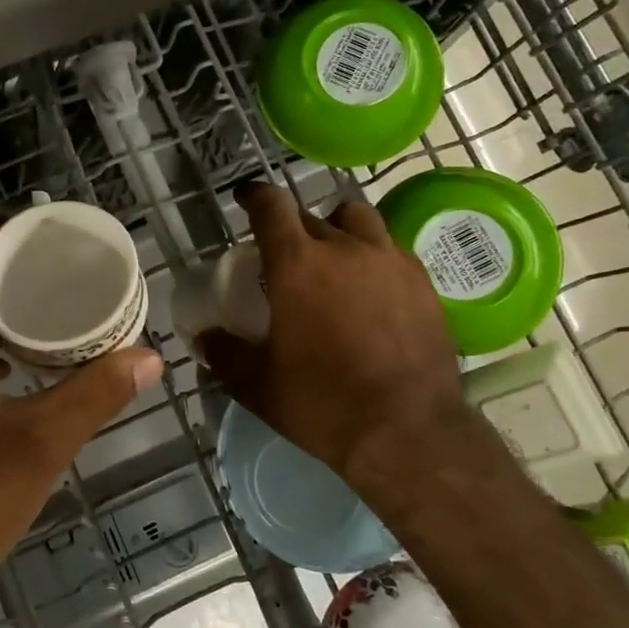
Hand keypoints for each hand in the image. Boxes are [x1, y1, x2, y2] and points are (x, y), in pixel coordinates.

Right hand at [201, 183, 471, 516]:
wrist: (407, 432)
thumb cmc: (321, 403)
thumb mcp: (256, 384)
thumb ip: (224, 352)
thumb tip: (205, 337)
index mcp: (297, 264)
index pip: (272, 205)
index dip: (255, 196)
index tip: (246, 198)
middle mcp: (345, 248)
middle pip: (311, 215)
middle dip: (292, 229)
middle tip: (285, 259)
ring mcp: (390, 261)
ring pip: (358, 220)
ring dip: (339, 229)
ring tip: (335, 259)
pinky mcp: (423, 282)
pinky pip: (392, 249)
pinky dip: (374, 256)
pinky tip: (372, 289)